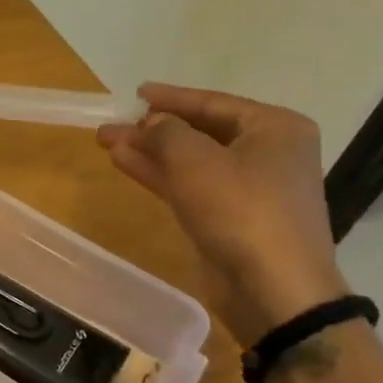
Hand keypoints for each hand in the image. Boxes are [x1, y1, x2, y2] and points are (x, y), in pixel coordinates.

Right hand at [97, 83, 349, 343]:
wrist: (272, 289)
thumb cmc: (240, 209)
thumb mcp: (194, 159)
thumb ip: (165, 131)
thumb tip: (152, 123)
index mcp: (275, 128)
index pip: (213, 102)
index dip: (171, 97)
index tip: (136, 93)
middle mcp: (268, 153)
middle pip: (200, 131)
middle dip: (153, 128)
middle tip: (113, 124)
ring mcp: (250, 188)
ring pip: (190, 160)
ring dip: (150, 152)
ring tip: (107, 142)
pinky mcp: (231, 218)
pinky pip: (190, 186)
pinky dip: (159, 175)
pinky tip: (125, 164)